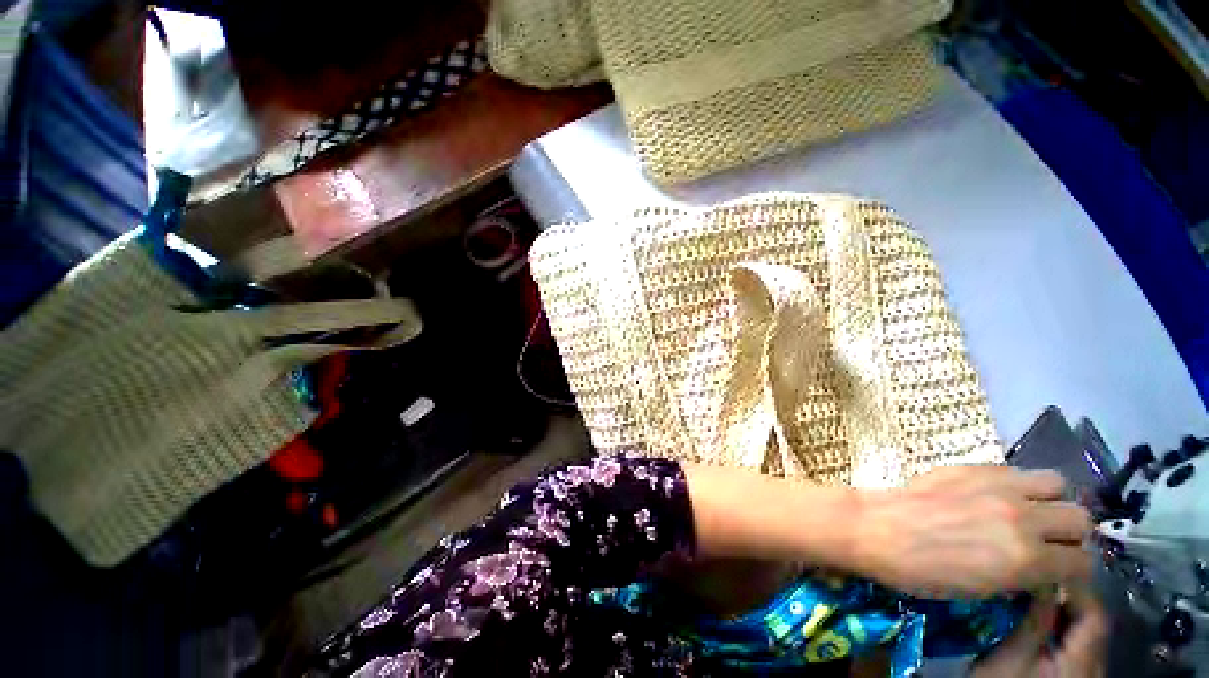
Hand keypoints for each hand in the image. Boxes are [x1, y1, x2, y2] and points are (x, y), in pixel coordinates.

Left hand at [852, 466, 1094, 597]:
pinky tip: (997, 495)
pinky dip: (1018, 484)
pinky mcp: (974, 467)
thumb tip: (1046, 564)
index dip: (1074, 570)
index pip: (1083, 562)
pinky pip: (1016, 470)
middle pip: (1079, 518)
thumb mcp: (984, 588)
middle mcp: (1022, 517)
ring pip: (1056, 484)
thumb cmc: (922, 570)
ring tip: (1028, 512)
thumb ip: (1025, 572)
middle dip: (1070, 533)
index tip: (1061, 571)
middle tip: (1047, 540)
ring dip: (1051, 500)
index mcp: (1025, 558)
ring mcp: (998, 486)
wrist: (877, 527)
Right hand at [972, 588, 1107, 677]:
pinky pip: (1077, 643)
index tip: (1049, 566)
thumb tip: (1041, 578)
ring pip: (1085, 632)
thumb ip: (1034, 620)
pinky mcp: (1075, 675)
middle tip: (1037, 579)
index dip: (1078, 587)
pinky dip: (1061, 627)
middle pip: (1093, 621)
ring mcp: (1087, 671)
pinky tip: (1040, 623)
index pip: (1095, 614)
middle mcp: (1095, 663)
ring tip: (1035, 596)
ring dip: (1064, 611)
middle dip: (1068, 597)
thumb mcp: (1013, 655)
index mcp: (1084, 658)